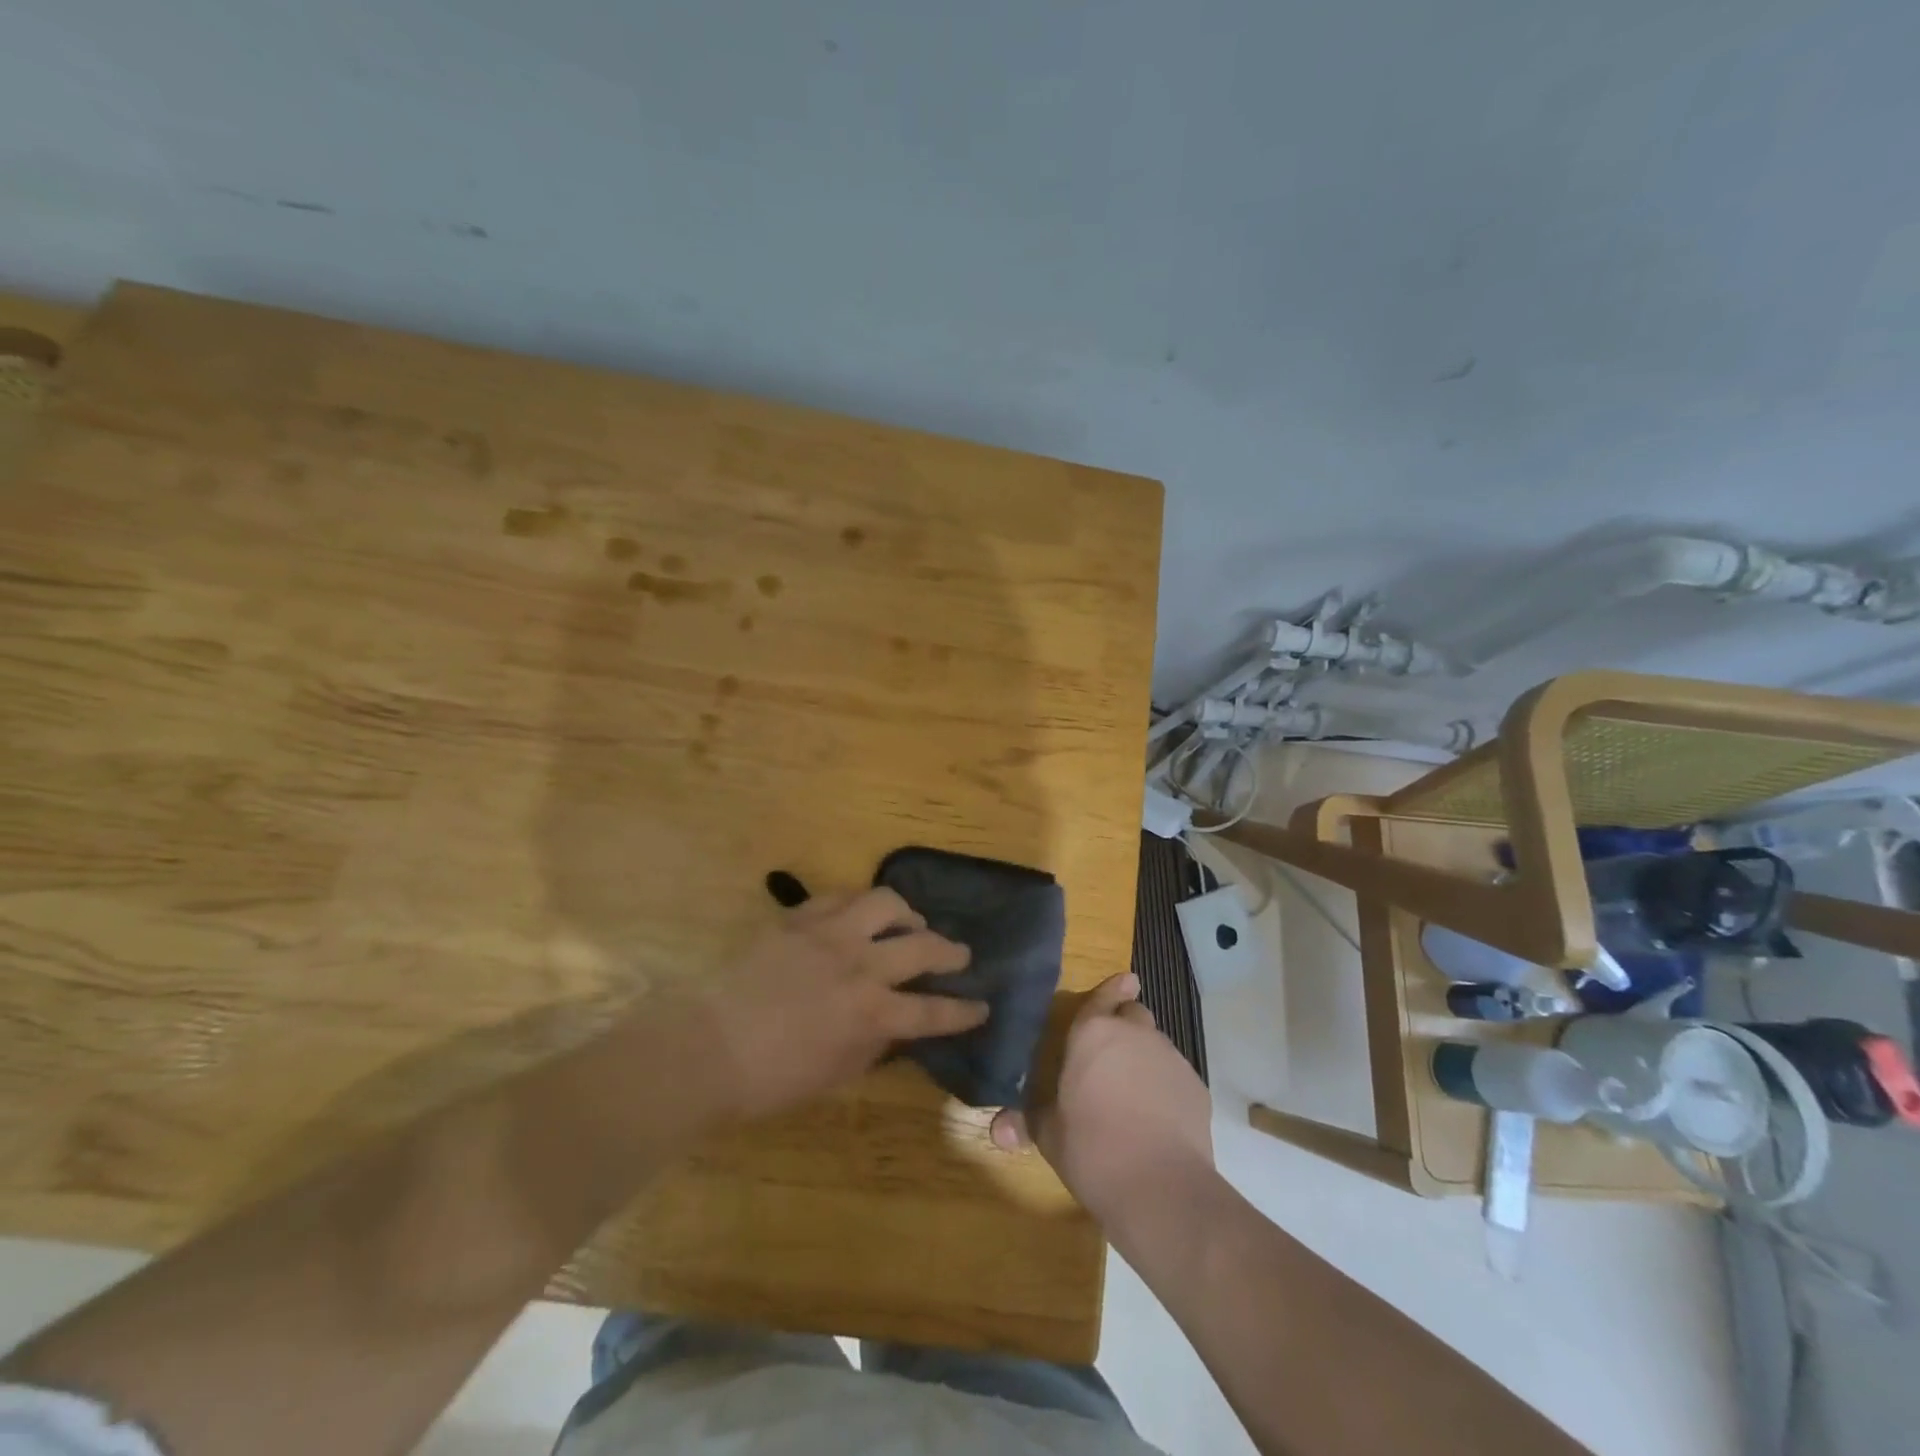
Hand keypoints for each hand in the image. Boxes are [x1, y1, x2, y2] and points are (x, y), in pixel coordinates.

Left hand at [690, 887, 985, 1120]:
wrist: (706, 1046)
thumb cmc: (770, 1079)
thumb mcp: (835, 1075)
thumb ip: (873, 1046)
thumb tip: (894, 1026)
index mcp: (872, 1015)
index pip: (934, 1011)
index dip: (963, 1011)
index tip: (981, 1007)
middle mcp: (861, 966)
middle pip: (923, 947)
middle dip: (951, 952)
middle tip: (960, 955)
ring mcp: (830, 934)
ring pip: (887, 903)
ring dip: (908, 914)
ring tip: (911, 922)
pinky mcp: (800, 918)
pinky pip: (841, 896)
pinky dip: (861, 904)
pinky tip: (861, 914)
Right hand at [990, 972, 1212, 1223]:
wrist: (1160, 1187)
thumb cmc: (1092, 1150)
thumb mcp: (1050, 1136)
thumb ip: (1027, 1122)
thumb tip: (998, 1130)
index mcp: (1092, 1034)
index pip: (1101, 998)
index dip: (1110, 990)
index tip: (1125, 979)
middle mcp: (1133, 1034)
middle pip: (1133, 1014)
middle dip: (1124, 1025)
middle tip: (1111, 1055)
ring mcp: (1169, 1057)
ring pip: (1156, 1043)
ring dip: (1144, 1055)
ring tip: (1133, 1090)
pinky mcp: (1195, 1085)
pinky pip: (1176, 1073)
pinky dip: (1166, 1084)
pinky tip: (1158, 1116)